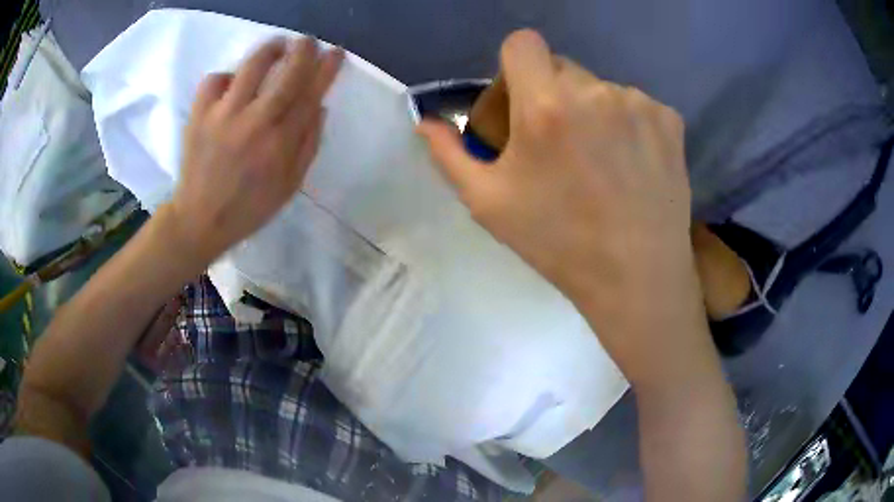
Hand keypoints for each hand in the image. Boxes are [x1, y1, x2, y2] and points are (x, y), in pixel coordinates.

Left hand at [169, 37, 343, 263]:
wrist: (199, 220)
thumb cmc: (249, 207)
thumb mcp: (289, 186)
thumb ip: (308, 145)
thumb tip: (319, 106)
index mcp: (280, 144)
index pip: (310, 95)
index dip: (326, 69)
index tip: (335, 52)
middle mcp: (254, 123)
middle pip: (286, 73)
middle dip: (303, 50)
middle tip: (308, 42)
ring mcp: (223, 116)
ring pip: (251, 66)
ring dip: (270, 50)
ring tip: (277, 46)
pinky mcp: (199, 115)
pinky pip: (215, 80)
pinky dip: (226, 76)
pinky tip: (231, 84)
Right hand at [417, 30, 704, 384]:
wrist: (637, 277)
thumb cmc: (558, 243)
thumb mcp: (488, 203)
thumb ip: (449, 154)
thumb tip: (425, 122)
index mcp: (546, 106)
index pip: (523, 43)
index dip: (516, 66)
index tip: (520, 99)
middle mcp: (596, 91)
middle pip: (562, 67)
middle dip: (551, 94)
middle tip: (557, 142)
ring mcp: (639, 103)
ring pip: (601, 88)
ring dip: (592, 112)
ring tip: (599, 161)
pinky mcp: (670, 120)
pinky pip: (637, 106)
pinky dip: (629, 125)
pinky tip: (631, 164)